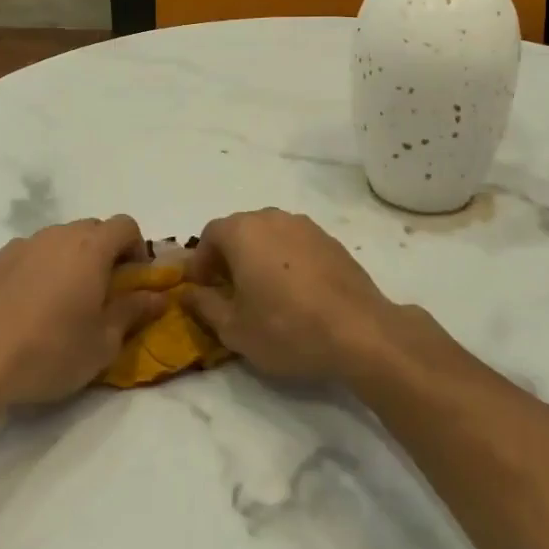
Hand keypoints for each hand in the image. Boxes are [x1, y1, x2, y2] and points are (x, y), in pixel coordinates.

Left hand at [0, 217, 168, 406]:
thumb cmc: (51, 352)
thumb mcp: (103, 343)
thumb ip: (133, 312)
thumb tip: (157, 296)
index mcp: (90, 248)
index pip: (125, 225)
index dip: (136, 248)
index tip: (132, 280)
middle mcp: (57, 236)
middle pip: (92, 229)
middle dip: (104, 254)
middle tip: (101, 294)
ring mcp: (22, 246)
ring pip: (58, 241)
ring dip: (70, 260)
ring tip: (62, 302)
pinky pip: (29, 255)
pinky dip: (38, 270)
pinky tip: (28, 307)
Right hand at [181, 209, 399, 382]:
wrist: (360, 331)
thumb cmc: (286, 328)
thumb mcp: (234, 328)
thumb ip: (204, 305)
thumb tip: (188, 292)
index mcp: (243, 231)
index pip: (209, 235)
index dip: (201, 263)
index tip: (202, 290)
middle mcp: (272, 217)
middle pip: (240, 231)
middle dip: (228, 258)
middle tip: (229, 293)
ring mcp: (306, 226)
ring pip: (269, 235)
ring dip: (258, 257)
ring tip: (264, 294)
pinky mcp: (331, 240)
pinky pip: (295, 244)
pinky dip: (286, 261)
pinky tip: (295, 293)